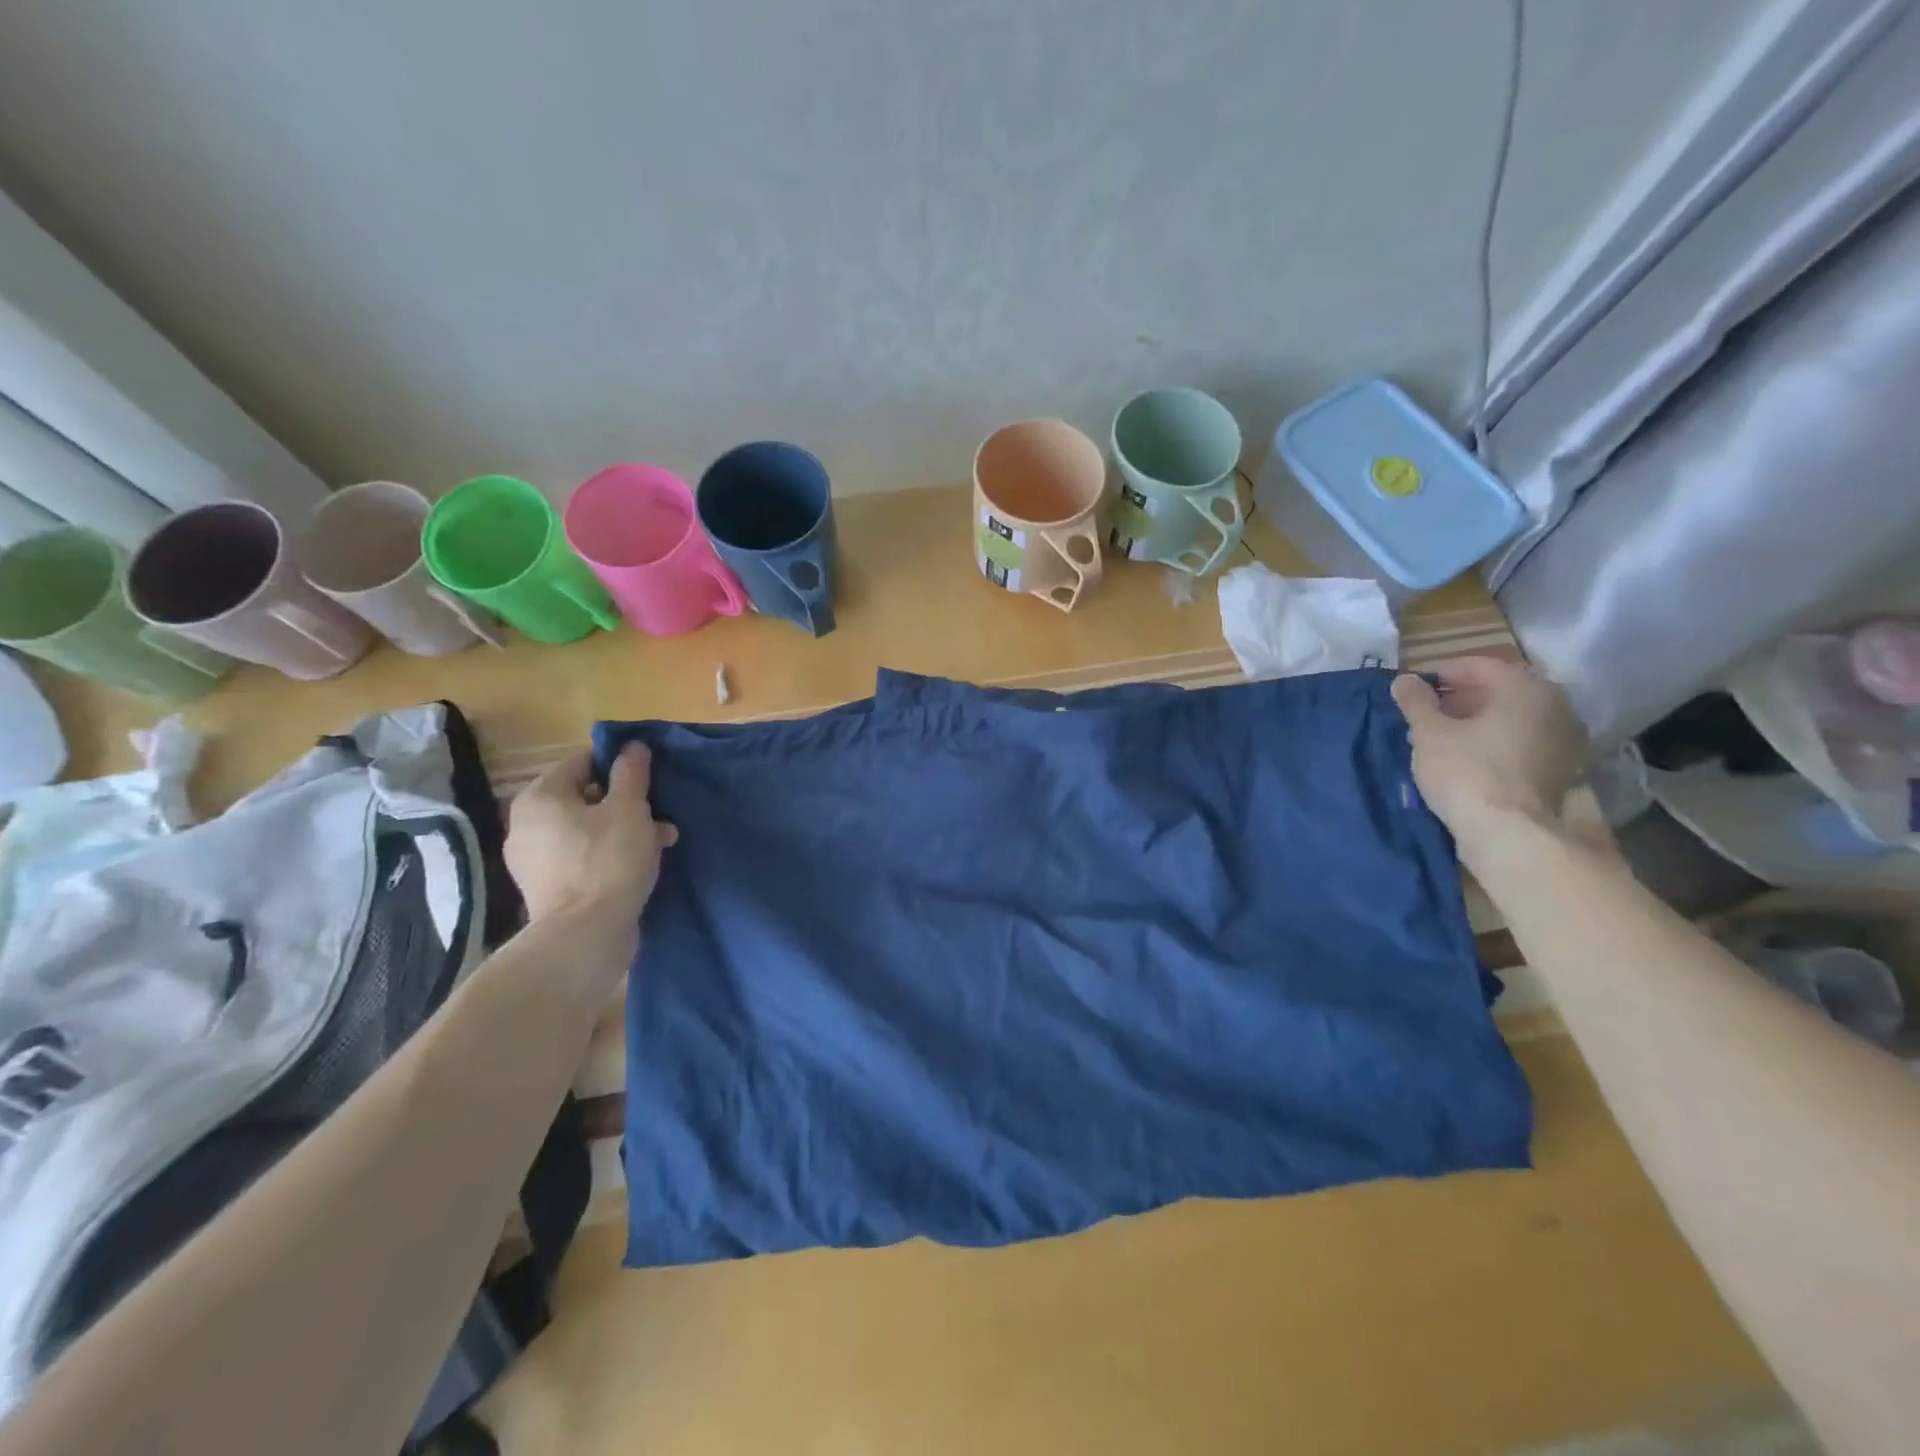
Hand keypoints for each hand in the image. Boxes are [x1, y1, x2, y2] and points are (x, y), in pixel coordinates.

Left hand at [505, 745, 678, 925]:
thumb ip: (631, 773)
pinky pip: (582, 857)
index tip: (649, 779)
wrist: (585, 936)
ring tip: (662, 842)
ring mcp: (533, 859)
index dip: (619, 765)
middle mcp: (526, 824)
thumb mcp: (629, 809)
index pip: (582, 762)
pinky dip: (609, 854)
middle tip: (660, 816)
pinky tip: (640, 865)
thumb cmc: (608, 861)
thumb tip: (632, 746)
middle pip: (585, 797)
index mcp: (540, 797)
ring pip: (587, 829)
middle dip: (627, 803)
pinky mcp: (546, 888)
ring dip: (624, 830)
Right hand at [1390, 657, 1588, 858]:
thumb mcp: (1429, 733)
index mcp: (1525, 688)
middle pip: (1498, 690)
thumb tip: (1404, 680)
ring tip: (1438, 736)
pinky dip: (1492, 741)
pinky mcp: (1560, 769)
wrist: (1513, 834)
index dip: (1438, 672)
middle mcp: (1555, 706)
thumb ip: (1416, 702)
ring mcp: (1563, 739)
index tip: (1410, 685)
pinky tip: (1465, 756)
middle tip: (1422, 711)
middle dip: (1457, 697)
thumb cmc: (1467, 772)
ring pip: (1510, 718)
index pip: (1477, 665)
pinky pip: (1520, 741)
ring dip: (1475, 720)